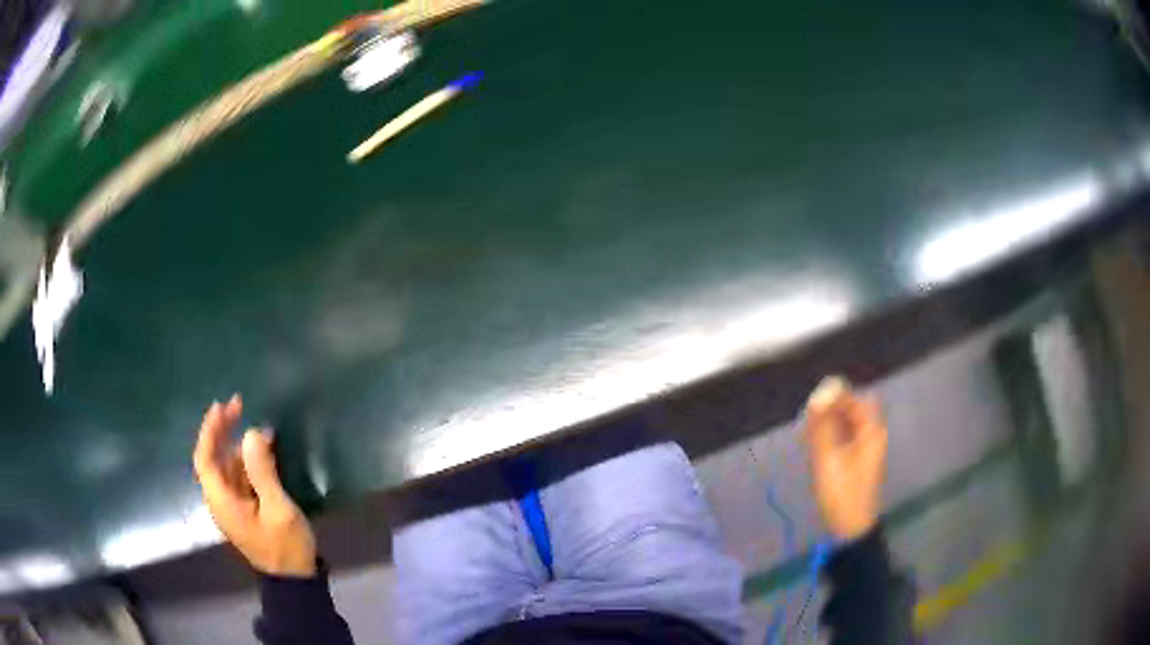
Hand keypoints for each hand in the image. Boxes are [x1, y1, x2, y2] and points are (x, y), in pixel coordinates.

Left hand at [193, 395, 316, 576]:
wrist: (295, 581)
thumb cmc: (286, 547)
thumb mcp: (278, 509)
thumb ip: (262, 471)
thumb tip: (251, 433)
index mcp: (222, 502)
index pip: (204, 459)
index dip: (210, 430)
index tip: (222, 407)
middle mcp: (220, 501)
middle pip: (213, 459)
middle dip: (222, 431)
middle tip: (239, 405)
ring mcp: (232, 507)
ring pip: (227, 467)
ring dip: (239, 446)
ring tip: (262, 432)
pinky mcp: (244, 510)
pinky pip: (239, 478)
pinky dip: (248, 462)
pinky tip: (265, 454)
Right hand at [803, 377, 887, 540]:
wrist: (852, 526)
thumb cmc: (842, 494)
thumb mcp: (828, 461)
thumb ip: (822, 428)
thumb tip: (816, 399)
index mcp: (871, 431)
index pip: (856, 399)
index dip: (836, 395)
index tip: (814, 401)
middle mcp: (872, 433)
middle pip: (853, 407)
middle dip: (831, 407)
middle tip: (809, 416)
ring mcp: (866, 445)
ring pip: (848, 420)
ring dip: (830, 420)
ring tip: (809, 429)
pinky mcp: (858, 456)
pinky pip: (846, 433)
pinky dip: (832, 432)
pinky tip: (816, 441)